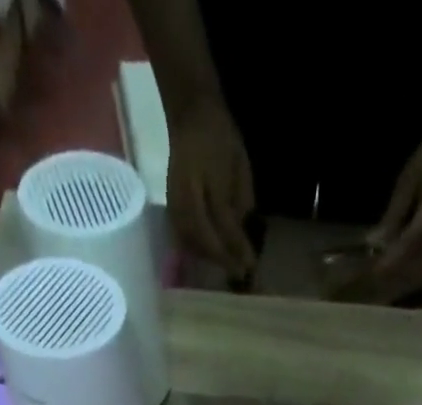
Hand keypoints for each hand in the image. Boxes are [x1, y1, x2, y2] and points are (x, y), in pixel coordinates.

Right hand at [167, 97, 256, 277]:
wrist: (193, 114)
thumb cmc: (219, 138)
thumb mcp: (237, 168)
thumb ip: (239, 203)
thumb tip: (242, 237)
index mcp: (198, 192)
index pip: (218, 232)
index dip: (234, 252)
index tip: (250, 265)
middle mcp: (181, 205)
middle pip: (202, 245)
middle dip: (222, 260)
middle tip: (241, 272)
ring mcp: (174, 209)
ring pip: (192, 245)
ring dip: (210, 259)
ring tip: (229, 266)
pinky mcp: (172, 210)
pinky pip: (184, 238)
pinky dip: (199, 250)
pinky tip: (212, 254)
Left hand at [367, 107, 421, 299]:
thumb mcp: (411, 175)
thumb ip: (395, 214)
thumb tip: (375, 246)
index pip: (414, 241)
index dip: (390, 261)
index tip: (370, 274)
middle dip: (401, 280)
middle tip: (377, 287)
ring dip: (413, 282)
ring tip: (389, 288)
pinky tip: (408, 277)